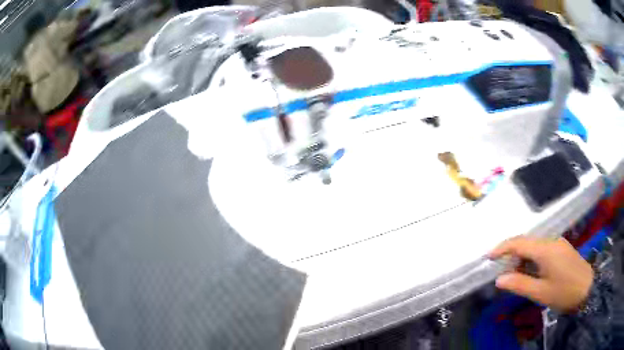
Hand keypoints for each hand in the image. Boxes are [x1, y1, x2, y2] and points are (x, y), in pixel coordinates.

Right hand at [489, 236, 593, 312]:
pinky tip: (533, 273)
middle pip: (527, 243)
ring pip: (535, 246)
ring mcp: (558, 243)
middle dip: (512, 256)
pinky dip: (533, 259)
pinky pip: (543, 249)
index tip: (488, 257)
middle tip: (503, 275)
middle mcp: (551, 241)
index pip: (519, 242)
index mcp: (546, 249)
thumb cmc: (564, 291)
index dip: (502, 248)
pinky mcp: (562, 249)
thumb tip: (498, 280)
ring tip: (518, 277)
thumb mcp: (540, 292)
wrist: (587, 288)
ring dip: (523, 259)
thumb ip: (519, 284)